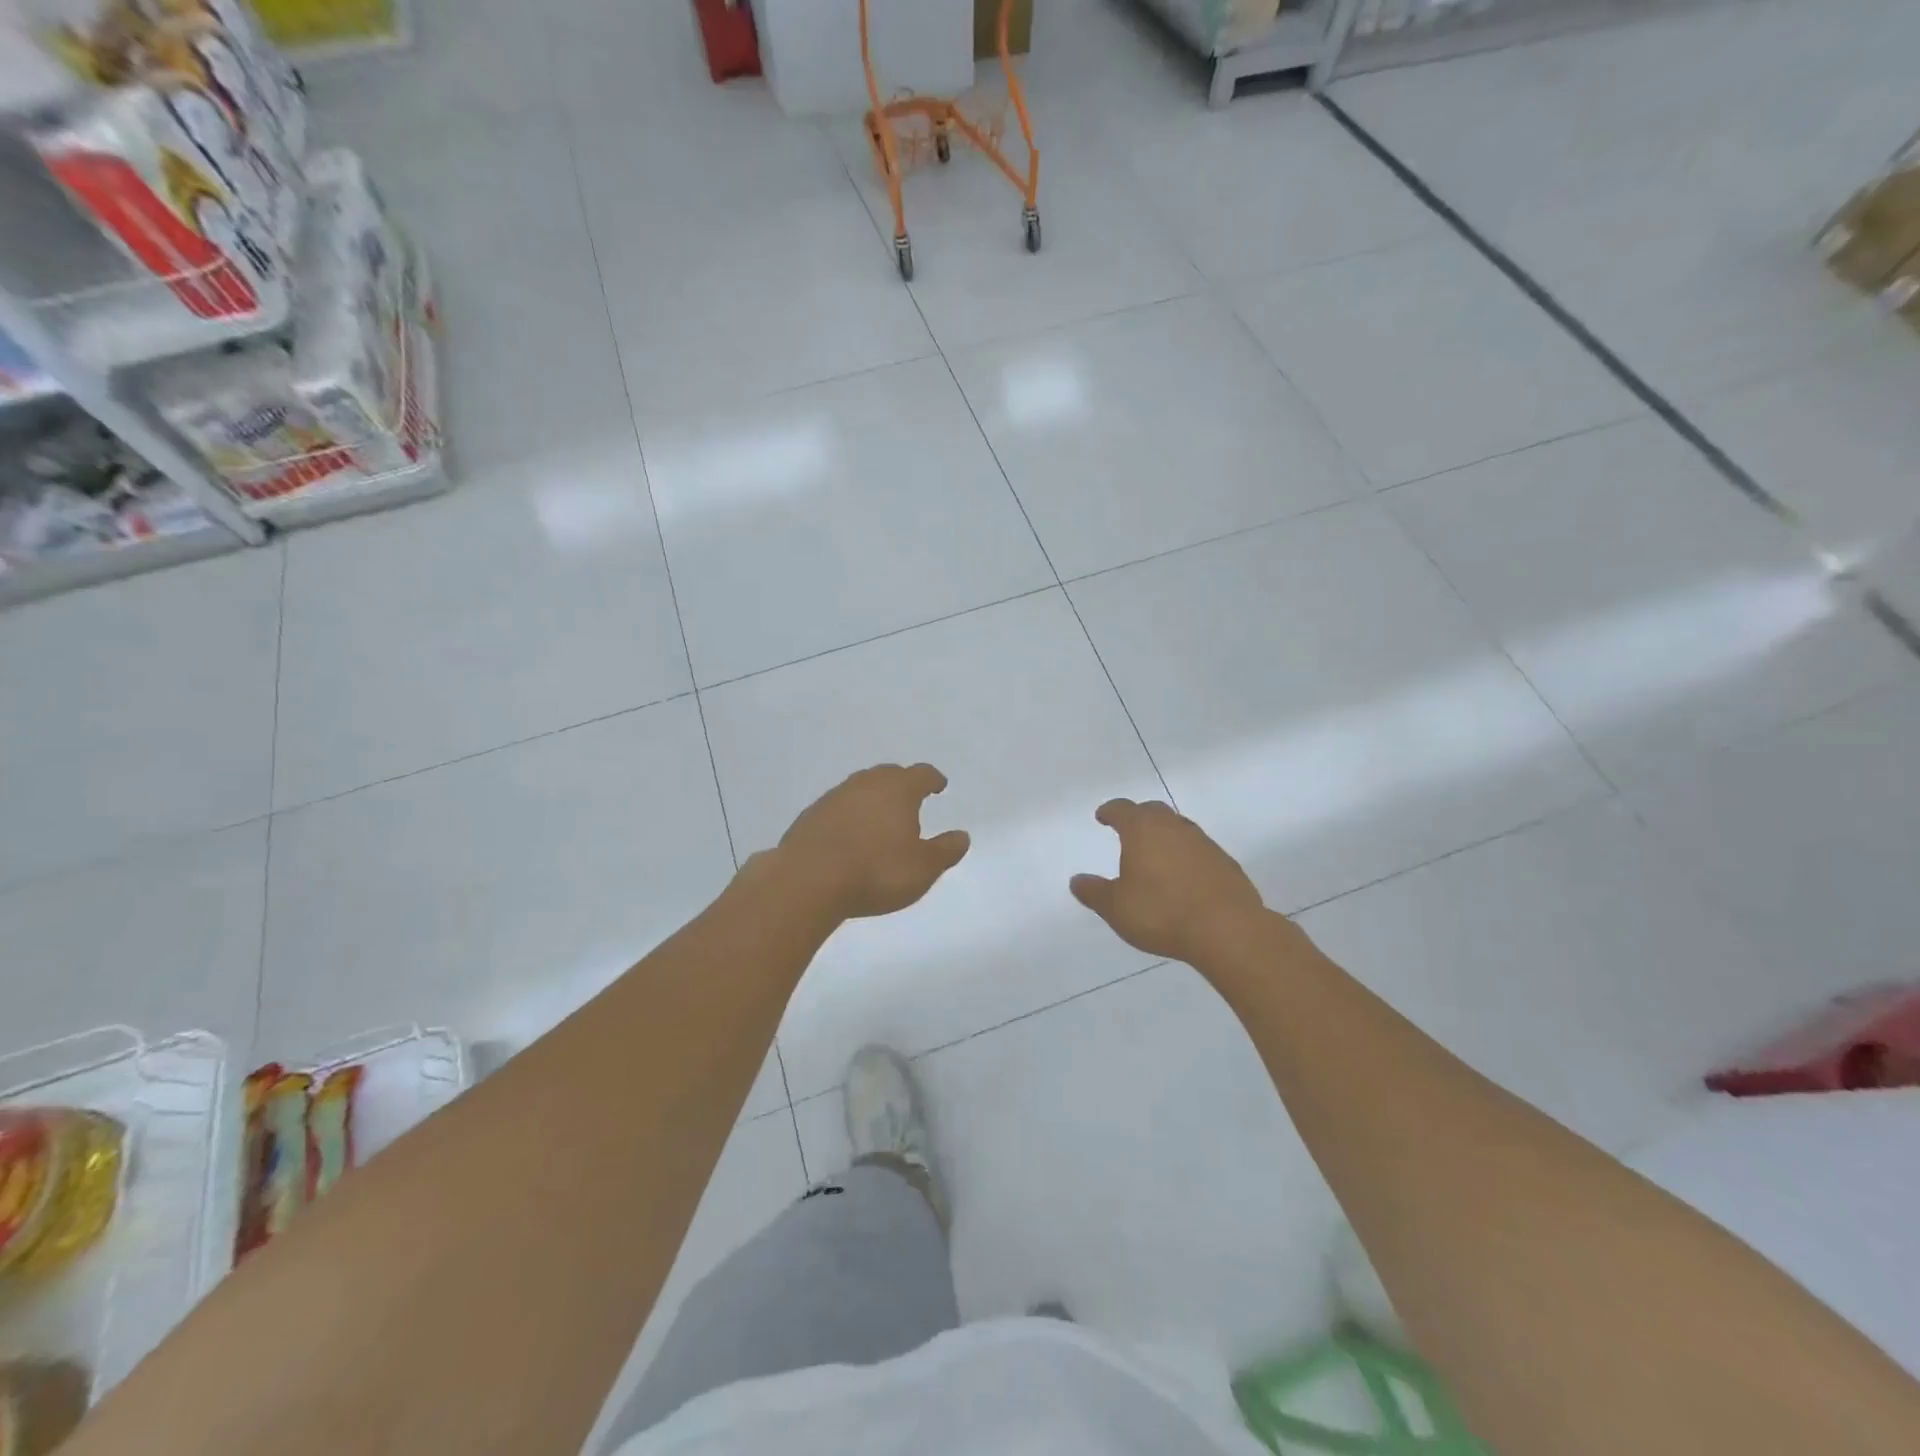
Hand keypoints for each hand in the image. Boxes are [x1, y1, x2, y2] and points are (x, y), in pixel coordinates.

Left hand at [775, 763, 970, 920]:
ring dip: (872, 799)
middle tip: (910, 799)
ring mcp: (833, 798)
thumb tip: (962, 836)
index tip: (939, 786)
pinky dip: (848, 817)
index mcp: (898, 789)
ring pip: (860, 789)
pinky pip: (837, 809)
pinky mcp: (809, 817)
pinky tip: (849, 837)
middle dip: (902, 784)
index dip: (933, 779)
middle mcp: (865, 784)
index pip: (921, 774)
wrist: (807, 881)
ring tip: (879, 820)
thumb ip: (946, 850)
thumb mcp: (923, 868)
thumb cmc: (876, 872)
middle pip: (888, 775)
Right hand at [1071, 799, 1265, 962]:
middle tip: (1128, 830)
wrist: (1227, 929)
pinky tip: (1184, 877)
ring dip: (1165, 835)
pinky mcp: (1225, 863)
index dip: (1110, 811)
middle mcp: (1174, 828)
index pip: (1122, 809)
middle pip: (1153, 811)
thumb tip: (1076, 881)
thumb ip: (1094, 892)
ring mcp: (1204, 843)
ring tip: (1155, 855)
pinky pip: (1199, 850)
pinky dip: (1186, 855)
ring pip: (1179, 828)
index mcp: (1143, 830)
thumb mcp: (1116, 907)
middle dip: (1139, 816)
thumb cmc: (1161, 913)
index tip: (1103, 816)